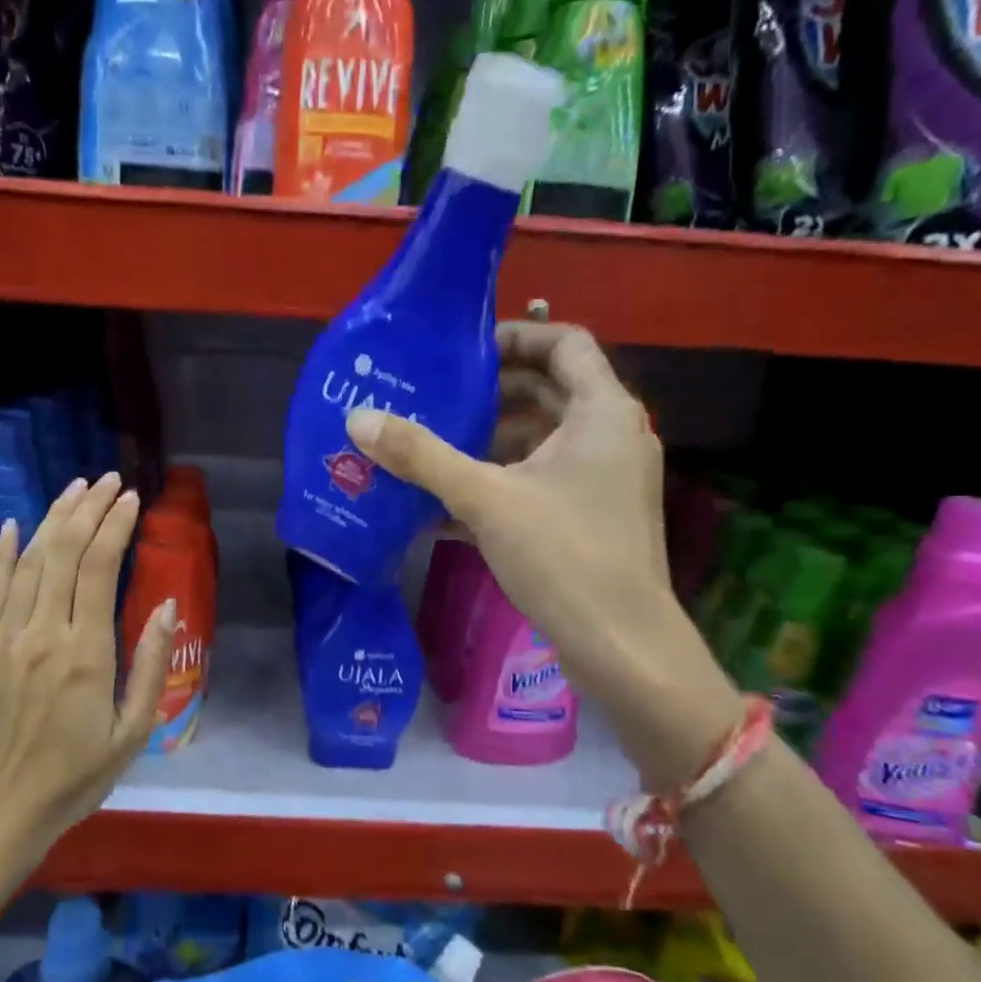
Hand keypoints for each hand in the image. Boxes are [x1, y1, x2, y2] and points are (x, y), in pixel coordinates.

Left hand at [0, 473, 175, 867]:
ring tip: (75, 489)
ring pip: (27, 561)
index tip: (132, 499)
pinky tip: (11, 525)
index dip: (116, 526)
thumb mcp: (132, 732)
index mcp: (85, 653)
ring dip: (52, 519)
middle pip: (63, 552)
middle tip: (108, 480)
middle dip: (88, 509)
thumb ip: (150, 666)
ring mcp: (2, 637)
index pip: (99, 568)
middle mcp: (41, 633)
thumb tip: (165, 607)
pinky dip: (1, 553)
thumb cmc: (75, 777)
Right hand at [346, 322, 740, 790]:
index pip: (564, 342)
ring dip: (489, 440)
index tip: (462, 353)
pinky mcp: (593, 517)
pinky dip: (501, 480)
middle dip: (490, 393)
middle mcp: (612, 435)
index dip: (514, 335)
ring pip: (542, 440)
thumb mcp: (485, 498)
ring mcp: (605, 479)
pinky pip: (542, 480)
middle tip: (433, 397)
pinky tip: (446, 503)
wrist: (622, 646)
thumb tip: (358, 420)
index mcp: (603, 411)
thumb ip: (421, 456)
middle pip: (549, 390)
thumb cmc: (564, 556)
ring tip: (431, 447)